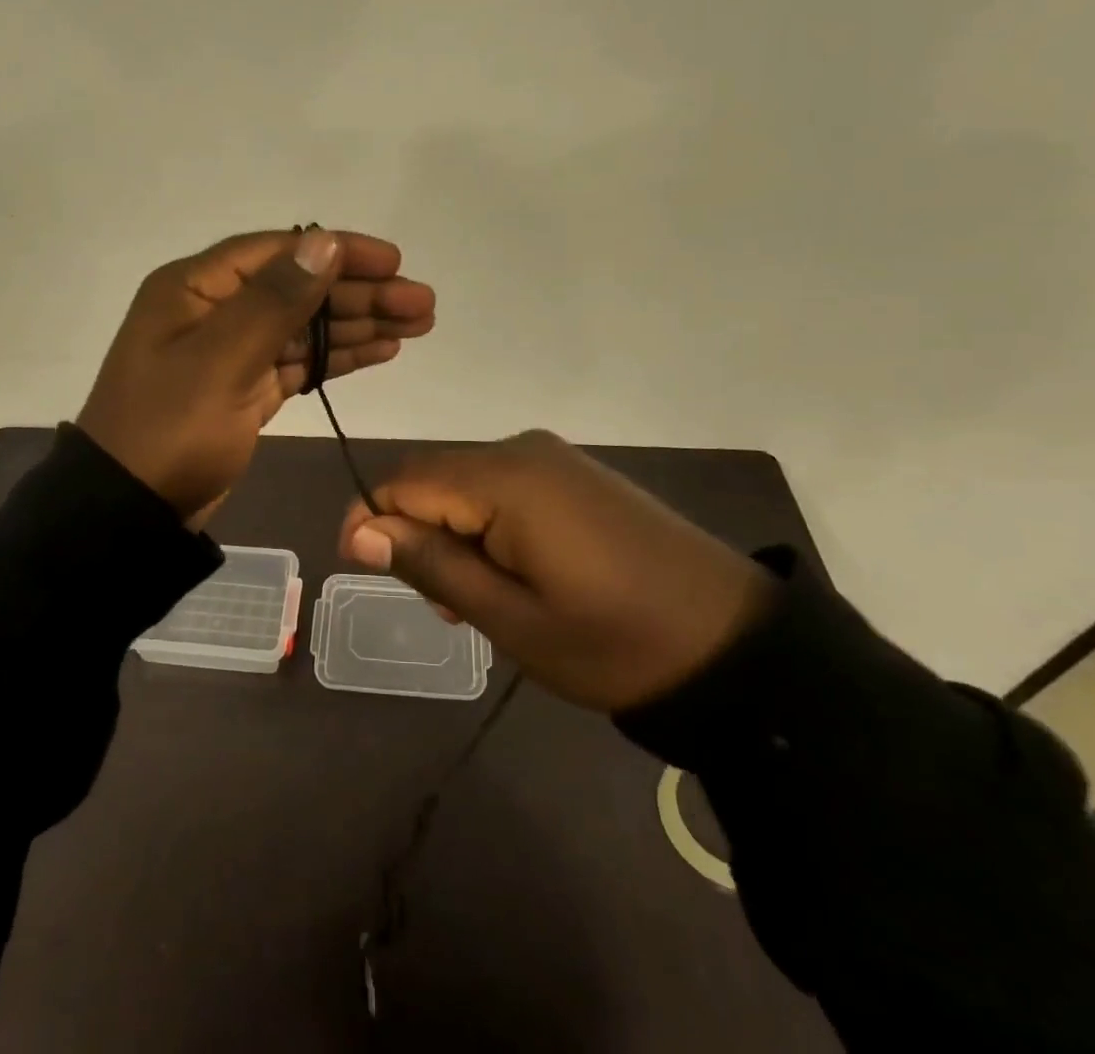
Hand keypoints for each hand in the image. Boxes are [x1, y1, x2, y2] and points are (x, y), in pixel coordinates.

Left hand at [78, 229, 435, 528]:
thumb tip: (325, 242)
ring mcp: (231, 352)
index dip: (339, 252)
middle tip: (423, 303)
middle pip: (299, 289)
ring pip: (305, 327)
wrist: (130, 512)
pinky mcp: (245, 391)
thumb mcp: (221, 360)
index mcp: (196, 288)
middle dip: (362, 294)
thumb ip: (275, 300)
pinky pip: (298, 363)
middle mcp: (214, 311)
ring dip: (359, 324)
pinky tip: (380, 351)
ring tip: (418, 325)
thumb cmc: (169, 429)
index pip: (279, 252)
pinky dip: (337, 357)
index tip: (394, 261)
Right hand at [337, 431, 775, 711]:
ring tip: (474, 601)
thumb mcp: (513, 619)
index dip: (372, 520)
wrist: (734, 643)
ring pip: (467, 483)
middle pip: (434, 477)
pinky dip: (487, 526)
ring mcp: (554, 459)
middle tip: (437, 604)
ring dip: (451, 533)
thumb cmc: (615, 642)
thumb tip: (362, 530)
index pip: (405, 481)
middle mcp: (523, 450)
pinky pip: (505, 487)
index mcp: (505, 479)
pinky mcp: (576, 475)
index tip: (361, 571)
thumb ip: (433, 565)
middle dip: (415, 532)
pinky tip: (509, 573)